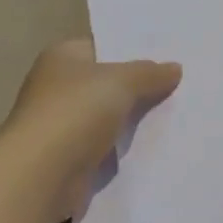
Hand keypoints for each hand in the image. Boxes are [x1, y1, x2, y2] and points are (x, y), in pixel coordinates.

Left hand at [0, 38, 181, 222]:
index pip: (104, 46)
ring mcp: (62, 124)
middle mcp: (58, 86)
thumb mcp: (122, 81)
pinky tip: (157, 145)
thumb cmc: (75, 113)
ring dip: (134, 120)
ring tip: (178, 114)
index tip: (170, 57)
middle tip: (182, 85)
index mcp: (63, 57)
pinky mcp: (70, 158)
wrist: (41, 176)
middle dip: (140, 86)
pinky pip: (107, 146)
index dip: (135, 51)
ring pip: (110, 116)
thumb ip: (150, 73)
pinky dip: (125, 148)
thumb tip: (174, 68)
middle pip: (108, 82)